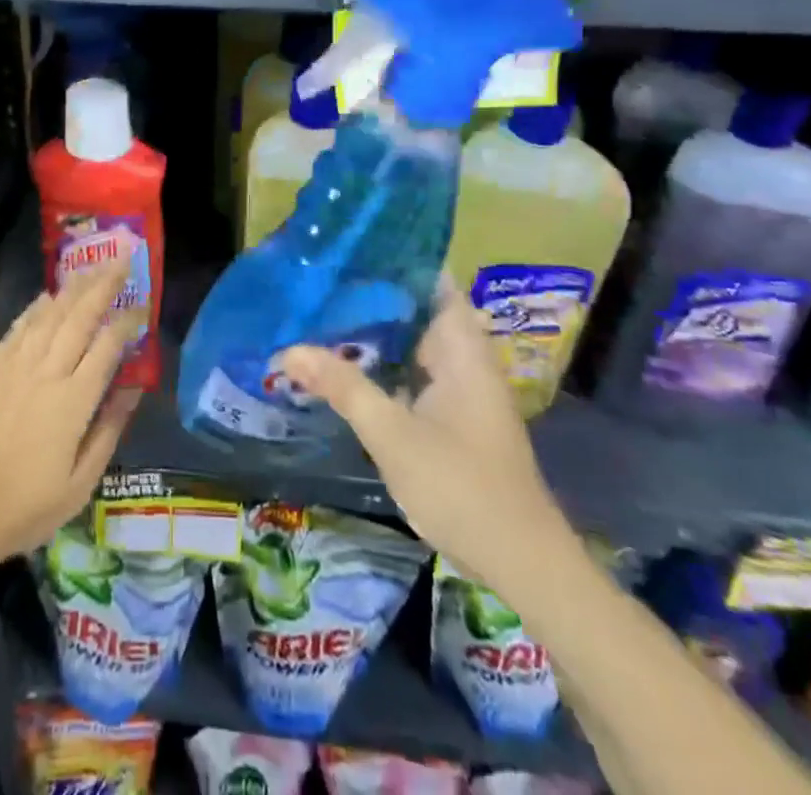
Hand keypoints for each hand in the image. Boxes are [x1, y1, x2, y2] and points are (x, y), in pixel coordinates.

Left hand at [0, 253, 145, 576]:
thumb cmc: (26, 507)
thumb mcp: (81, 483)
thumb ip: (109, 429)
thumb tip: (134, 388)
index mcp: (73, 401)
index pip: (107, 345)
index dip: (128, 321)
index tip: (142, 306)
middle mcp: (45, 372)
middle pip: (80, 316)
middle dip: (104, 284)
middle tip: (122, 259)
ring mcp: (13, 366)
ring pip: (49, 314)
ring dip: (73, 288)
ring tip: (92, 267)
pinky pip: (18, 327)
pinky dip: (36, 307)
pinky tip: (49, 295)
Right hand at [278, 283, 573, 589]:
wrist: (521, 563)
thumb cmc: (461, 487)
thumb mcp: (393, 434)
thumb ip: (344, 387)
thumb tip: (289, 349)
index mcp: (462, 349)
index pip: (433, 282)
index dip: (397, 259)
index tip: (352, 246)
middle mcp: (465, 360)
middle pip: (418, 310)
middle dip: (372, 294)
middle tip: (321, 279)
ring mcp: (461, 390)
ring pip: (413, 344)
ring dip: (376, 332)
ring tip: (323, 312)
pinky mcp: (453, 416)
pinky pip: (413, 373)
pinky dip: (384, 364)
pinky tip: (347, 365)